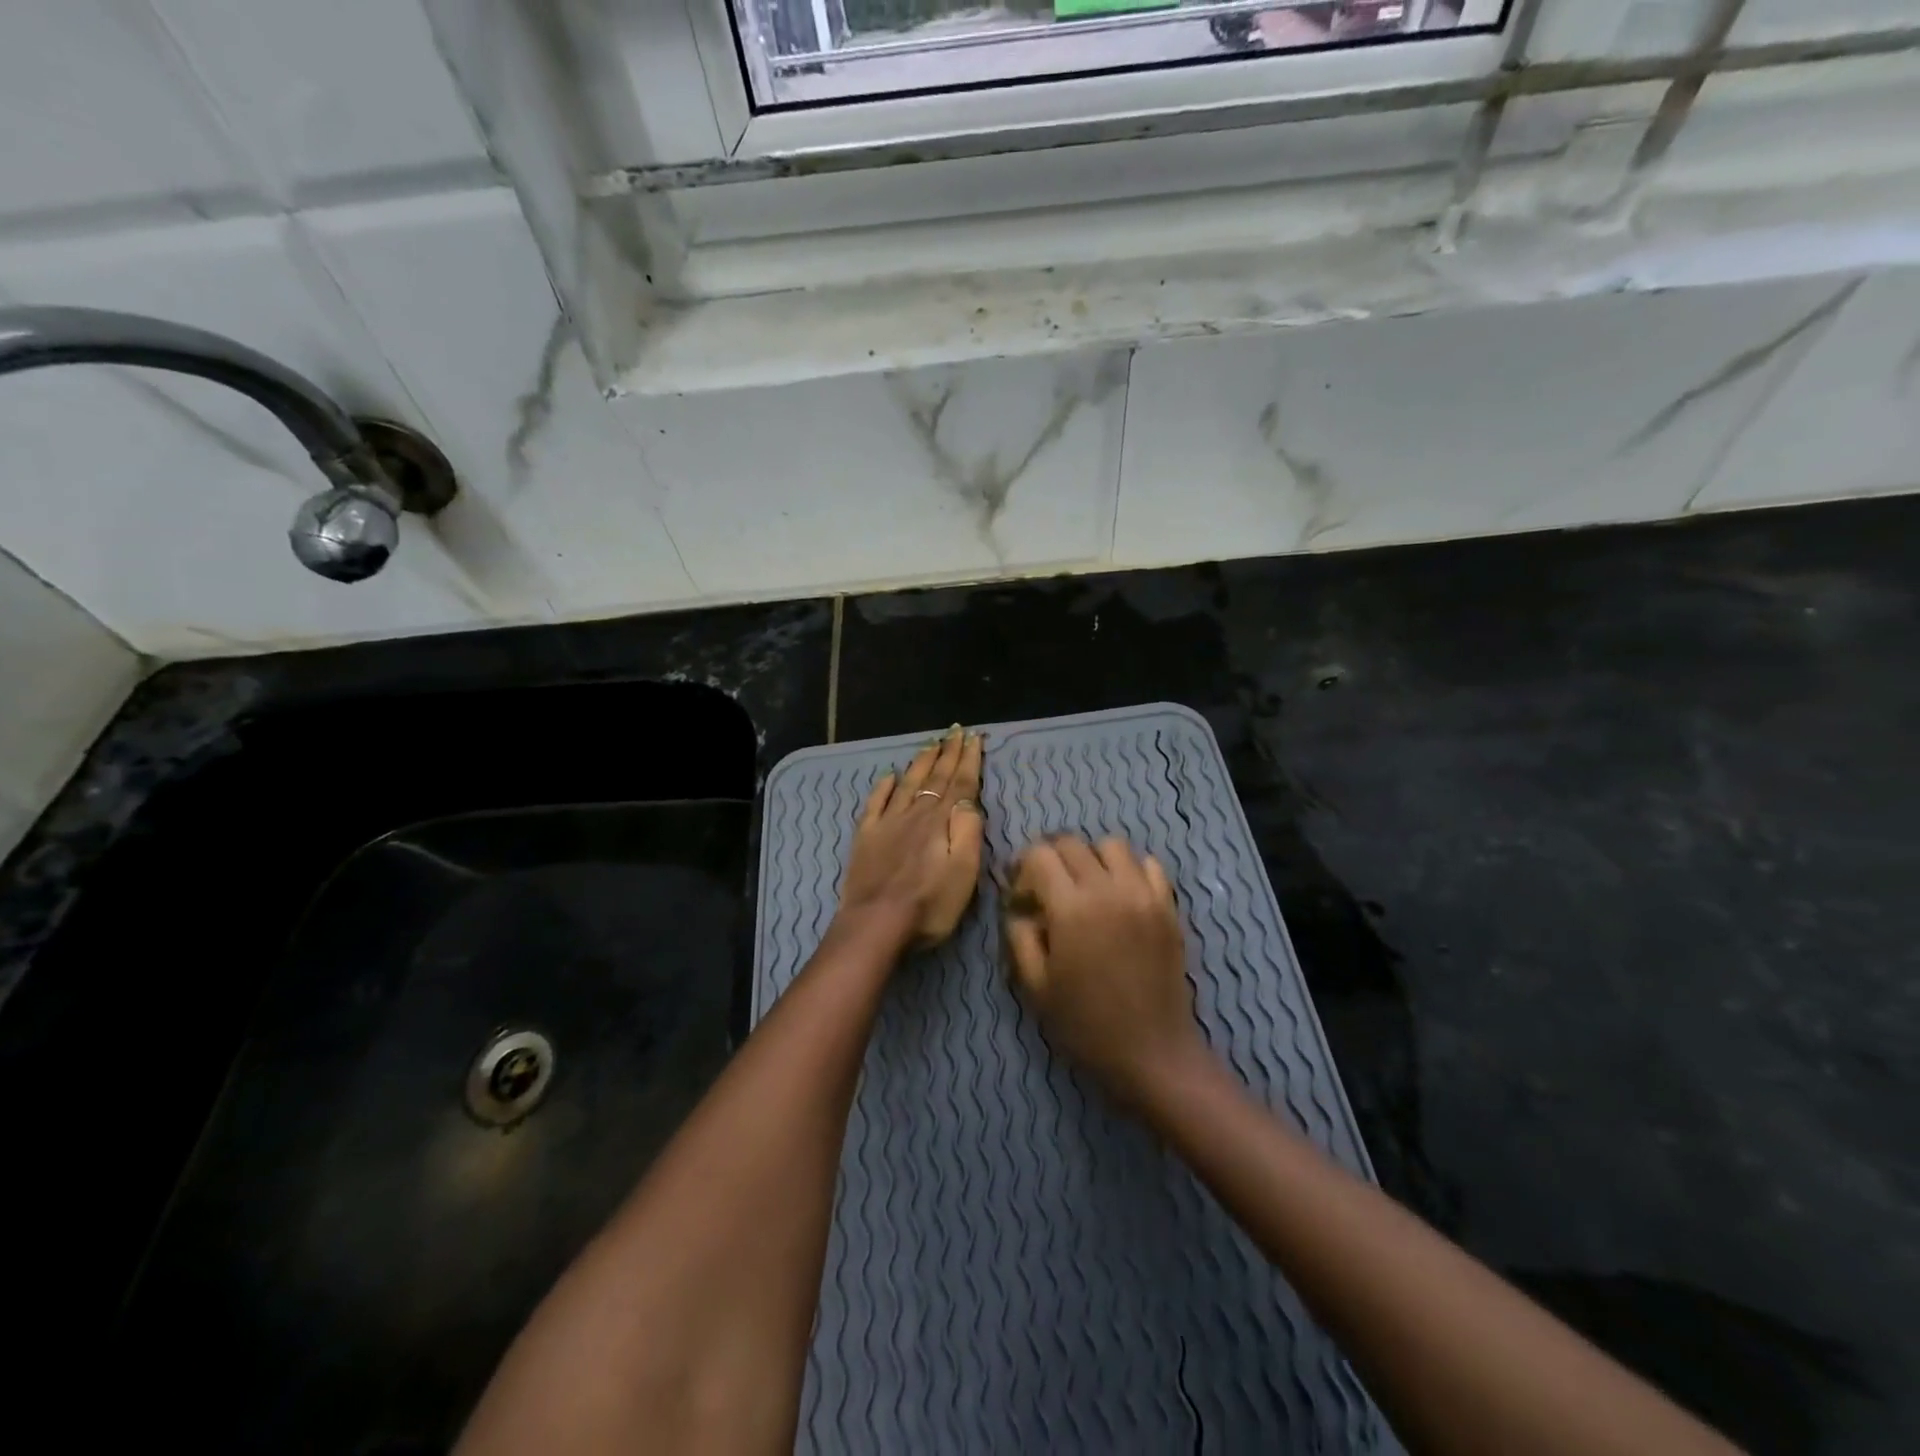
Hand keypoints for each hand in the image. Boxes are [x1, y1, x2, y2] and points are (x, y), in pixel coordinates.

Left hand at [837, 726, 984, 946]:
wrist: (875, 924)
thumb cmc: (929, 904)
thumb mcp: (964, 871)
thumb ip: (968, 830)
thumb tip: (970, 798)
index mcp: (940, 821)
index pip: (959, 783)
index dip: (968, 760)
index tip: (974, 737)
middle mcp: (915, 814)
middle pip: (935, 778)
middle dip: (947, 754)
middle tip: (955, 731)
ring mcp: (887, 823)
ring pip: (907, 784)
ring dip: (921, 762)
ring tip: (930, 744)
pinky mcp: (866, 837)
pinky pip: (876, 803)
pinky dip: (884, 786)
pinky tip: (889, 775)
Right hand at [1004, 836, 1207, 1107]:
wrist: (1152, 1053)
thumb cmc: (1086, 1024)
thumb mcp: (1036, 986)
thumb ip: (1020, 937)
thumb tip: (1020, 910)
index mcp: (1071, 908)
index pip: (1039, 855)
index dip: (1022, 869)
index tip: (1021, 897)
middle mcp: (1108, 889)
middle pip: (1072, 843)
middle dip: (1051, 858)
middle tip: (1046, 888)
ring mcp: (1144, 894)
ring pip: (1112, 845)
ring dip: (1091, 858)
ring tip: (1086, 887)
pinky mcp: (1168, 906)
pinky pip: (1149, 865)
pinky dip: (1130, 869)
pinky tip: (1121, 895)